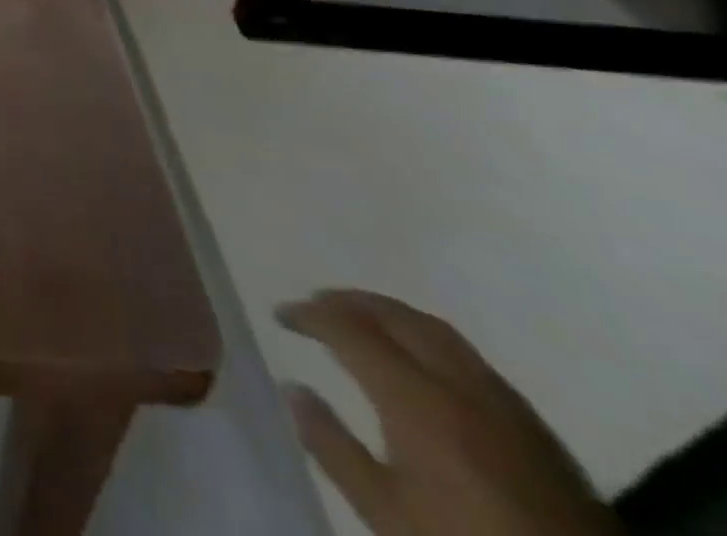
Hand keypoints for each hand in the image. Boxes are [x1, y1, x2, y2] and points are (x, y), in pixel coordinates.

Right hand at [279, 290, 621, 535]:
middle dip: (350, 301)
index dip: (309, 314)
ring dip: (391, 314)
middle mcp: (458, 382)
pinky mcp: (534, 426)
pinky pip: (468, 357)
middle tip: (316, 302)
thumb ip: (334, 447)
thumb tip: (293, 389)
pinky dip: (427, 339)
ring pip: (437, 330)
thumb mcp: (387, 513)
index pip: (349, 329)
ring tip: (363, 320)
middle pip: (397, 316)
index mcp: (416, 396)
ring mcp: (503, 401)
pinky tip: (421, 361)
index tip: (281, 313)